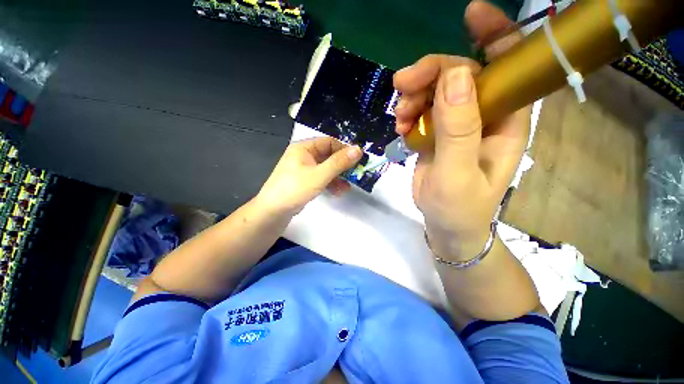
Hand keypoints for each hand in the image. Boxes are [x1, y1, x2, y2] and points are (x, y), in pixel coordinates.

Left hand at [256, 137, 361, 214]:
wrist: (273, 211)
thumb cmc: (295, 188)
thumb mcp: (319, 175)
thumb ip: (339, 162)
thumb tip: (358, 149)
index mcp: (304, 148)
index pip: (329, 142)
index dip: (344, 149)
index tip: (358, 160)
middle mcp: (304, 156)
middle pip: (328, 156)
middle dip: (342, 166)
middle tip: (355, 174)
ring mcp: (304, 169)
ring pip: (326, 168)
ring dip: (338, 177)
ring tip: (348, 187)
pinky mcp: (305, 181)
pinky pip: (321, 178)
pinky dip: (330, 183)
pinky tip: (338, 191)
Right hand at [393, 0, 530, 259]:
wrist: (446, 226)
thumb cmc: (459, 208)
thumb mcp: (458, 172)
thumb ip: (459, 128)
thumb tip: (456, 75)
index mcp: (505, 120)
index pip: (508, 66)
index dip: (495, 35)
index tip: (471, 14)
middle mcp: (484, 115)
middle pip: (459, 74)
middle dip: (429, 75)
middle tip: (402, 88)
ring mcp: (458, 124)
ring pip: (435, 92)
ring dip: (414, 98)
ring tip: (400, 120)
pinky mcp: (437, 135)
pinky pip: (422, 111)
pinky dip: (409, 115)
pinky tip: (401, 130)